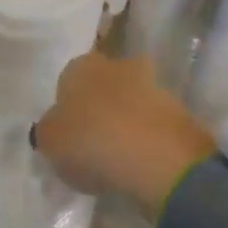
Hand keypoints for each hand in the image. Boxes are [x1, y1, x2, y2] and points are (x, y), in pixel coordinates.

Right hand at [34, 54, 214, 218]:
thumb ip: (48, 131)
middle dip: (98, 108)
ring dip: (125, 122)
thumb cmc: (92, 142)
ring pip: (130, 102)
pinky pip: (152, 123)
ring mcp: (153, 84)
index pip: (67, 81)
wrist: (159, 158)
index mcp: (81, 65)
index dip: (65, 108)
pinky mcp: (179, 109)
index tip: (66, 135)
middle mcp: (118, 64)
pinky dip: (146, 138)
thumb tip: (54, 127)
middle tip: (91, 144)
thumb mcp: (50, 143)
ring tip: (117, 158)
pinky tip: (140, 163)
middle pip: (102, 86)